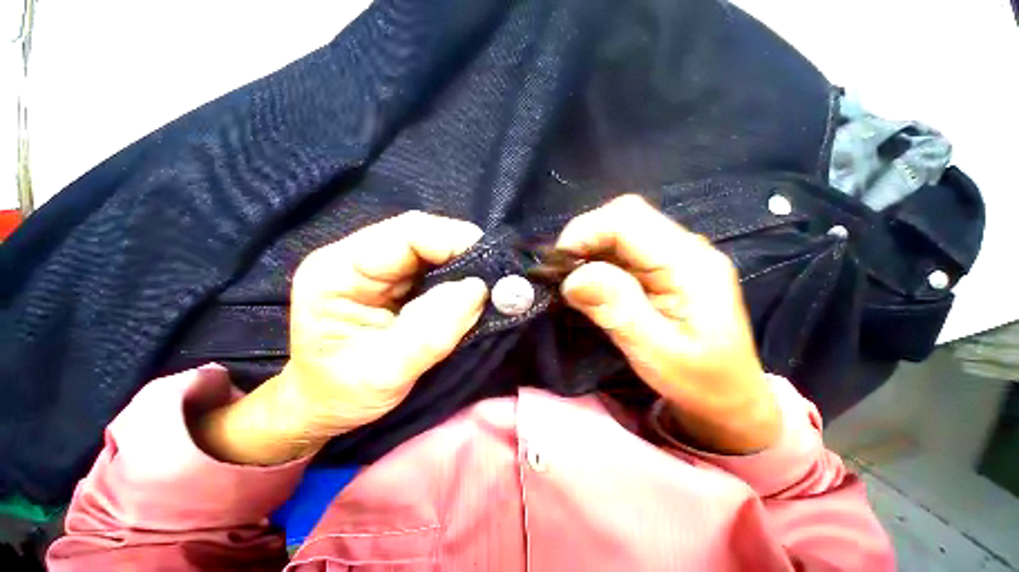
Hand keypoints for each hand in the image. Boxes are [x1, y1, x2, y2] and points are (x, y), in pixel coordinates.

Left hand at [195, 212, 487, 464]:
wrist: (324, 404)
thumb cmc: (342, 393)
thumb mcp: (386, 373)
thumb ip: (432, 332)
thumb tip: (477, 290)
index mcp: (339, 270)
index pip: (407, 234)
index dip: (454, 242)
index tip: (491, 267)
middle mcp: (358, 257)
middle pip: (423, 235)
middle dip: (465, 253)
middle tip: (496, 278)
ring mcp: (378, 267)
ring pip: (434, 249)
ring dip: (465, 265)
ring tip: (488, 287)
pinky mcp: (396, 280)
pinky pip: (436, 267)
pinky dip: (459, 278)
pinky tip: (471, 293)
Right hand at [556, 195, 780, 453]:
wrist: (728, 396)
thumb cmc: (700, 381)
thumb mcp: (657, 353)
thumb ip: (618, 310)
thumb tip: (573, 278)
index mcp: (690, 263)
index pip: (627, 219)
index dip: (585, 233)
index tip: (558, 266)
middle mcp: (684, 248)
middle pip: (623, 215)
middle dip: (584, 238)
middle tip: (564, 274)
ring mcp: (674, 255)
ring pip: (619, 229)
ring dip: (589, 250)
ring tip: (575, 282)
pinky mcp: (663, 267)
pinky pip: (621, 249)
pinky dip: (597, 261)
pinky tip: (593, 285)